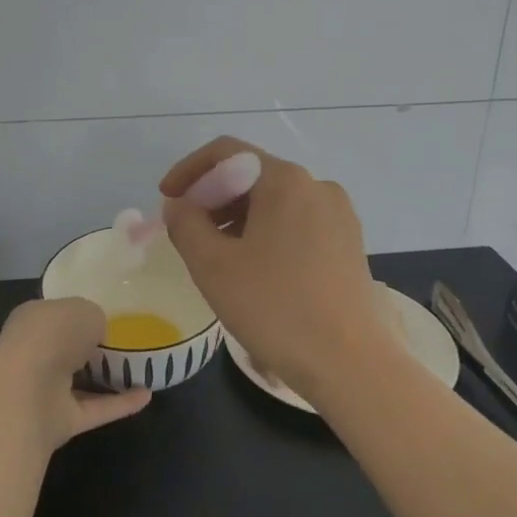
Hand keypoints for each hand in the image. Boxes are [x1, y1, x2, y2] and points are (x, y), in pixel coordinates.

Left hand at [0, 297, 151, 449]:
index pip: (56, 315)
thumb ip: (94, 318)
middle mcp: (35, 353)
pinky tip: (147, 396)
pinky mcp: (59, 421)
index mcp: (33, 320)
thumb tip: (97, 333)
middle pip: (65, 349)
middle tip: (126, 343)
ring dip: (105, 379)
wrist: (27, 391)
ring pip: (78, 382)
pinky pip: (94, 409)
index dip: (78, 315)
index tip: (106, 317)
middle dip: (89, 348)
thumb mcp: (84, 310)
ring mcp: (45, 390)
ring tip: (141, 369)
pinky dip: (120, 404)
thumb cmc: (52, 335)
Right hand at [159, 137, 380, 396]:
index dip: (189, 171)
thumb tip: (180, 204)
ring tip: (217, 256)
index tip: (167, 200)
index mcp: (285, 180)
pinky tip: (254, 269)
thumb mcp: (212, 265)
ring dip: (237, 218)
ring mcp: (338, 215)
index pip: (226, 152)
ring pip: (274, 201)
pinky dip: (266, 233)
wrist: (349, 364)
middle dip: (213, 198)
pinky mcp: (348, 243)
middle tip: (188, 233)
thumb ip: (185, 223)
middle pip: (251, 175)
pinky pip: (296, 223)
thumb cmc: (275, 308)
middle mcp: (317, 186)